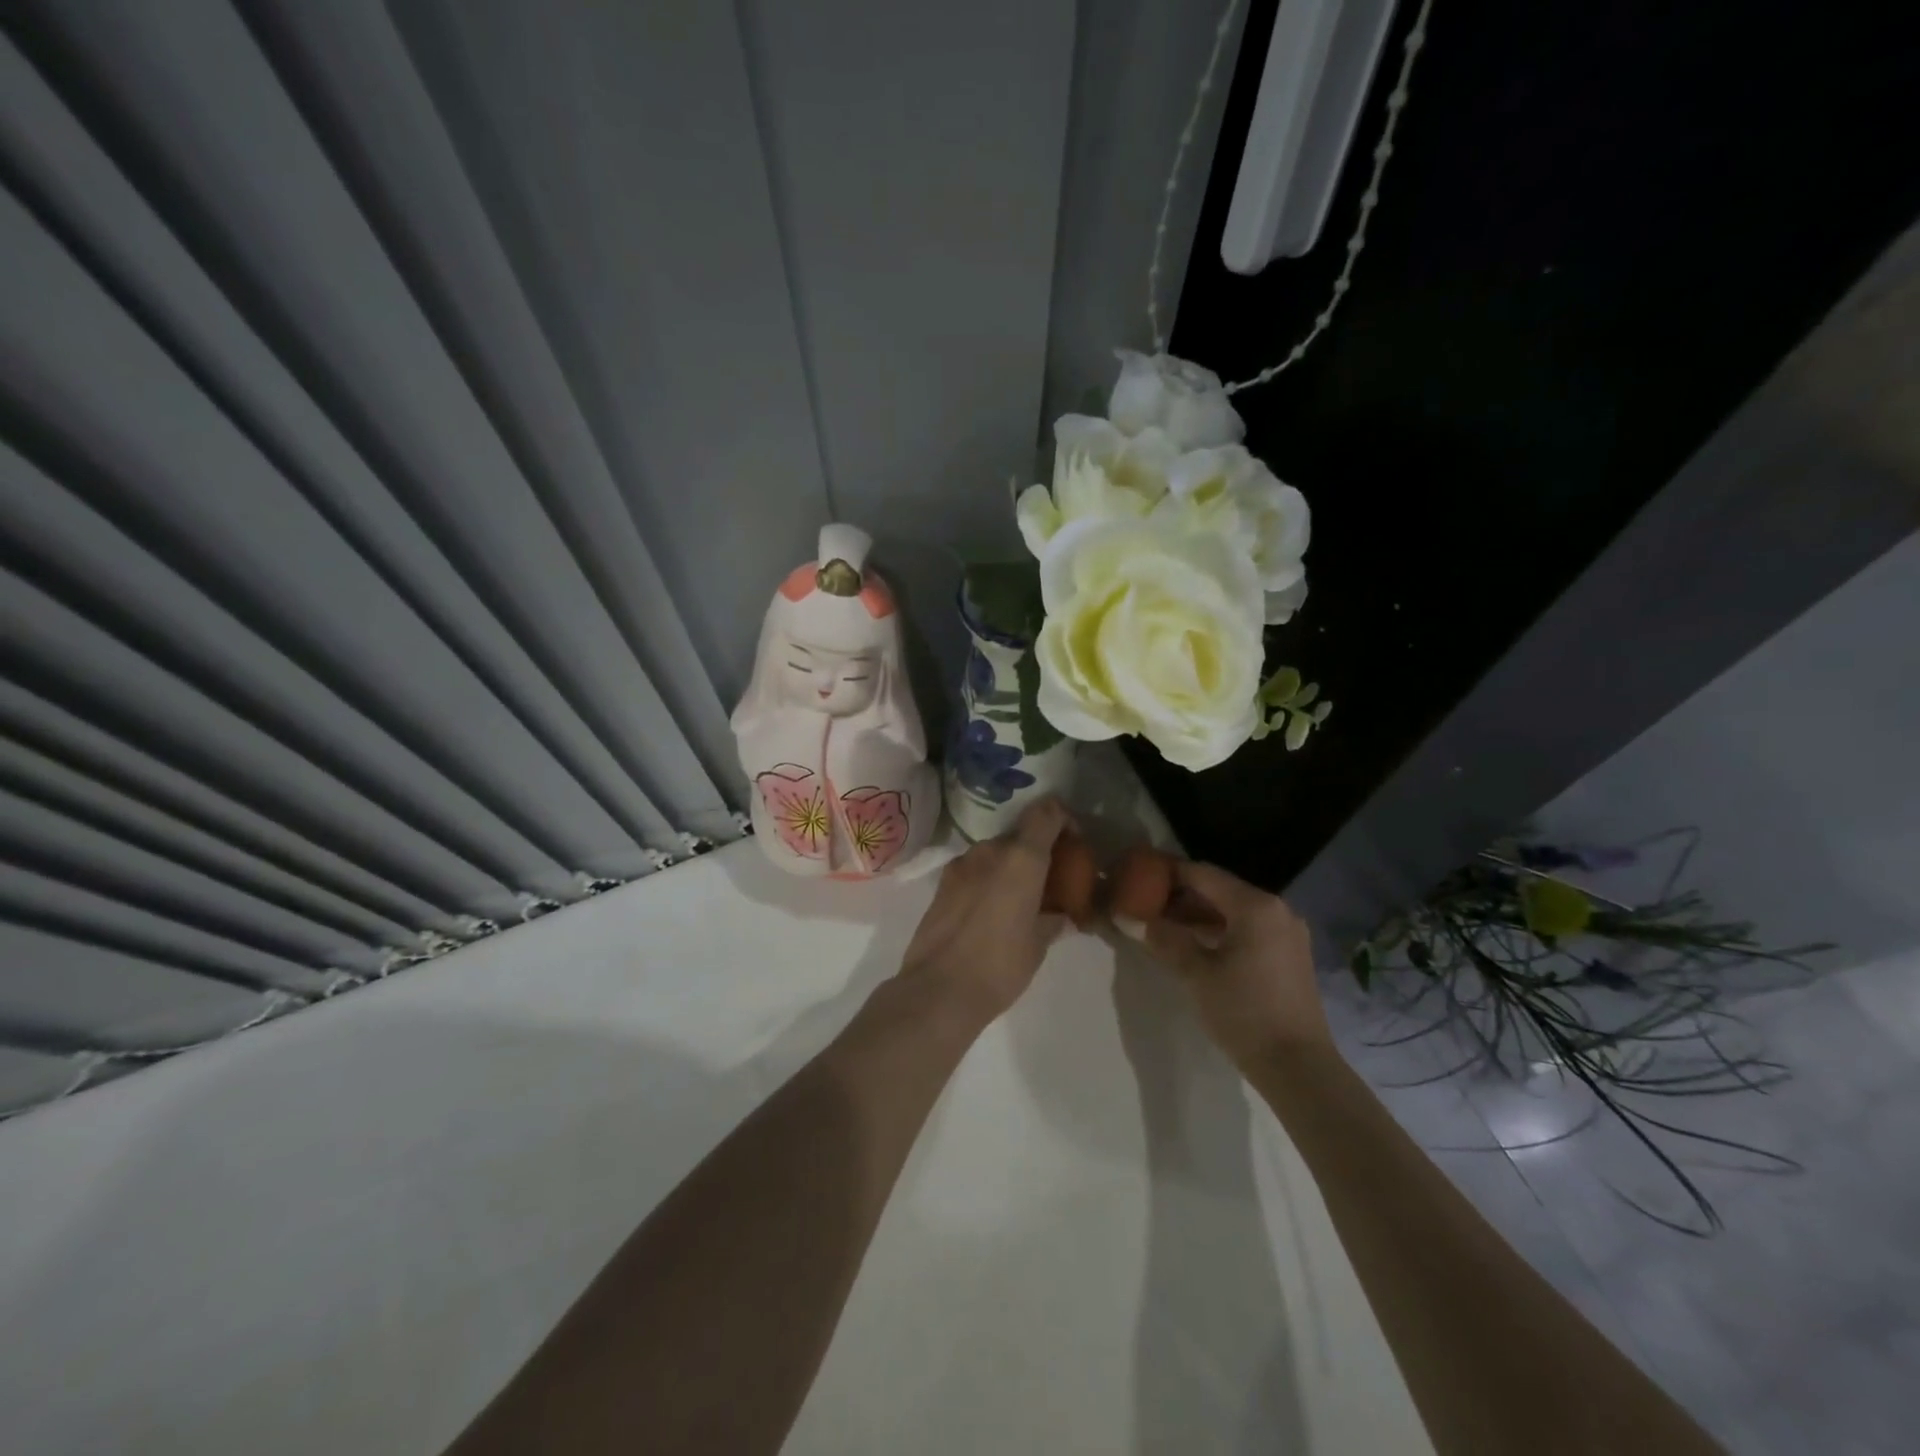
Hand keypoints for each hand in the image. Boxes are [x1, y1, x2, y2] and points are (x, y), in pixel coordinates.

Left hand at [899, 798, 1071, 1028]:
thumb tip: (1062, 916)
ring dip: (1011, 867)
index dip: (1063, 818)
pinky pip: (975, 869)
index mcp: (1021, 858)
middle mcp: (989, 850)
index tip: (1073, 841)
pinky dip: (989, 879)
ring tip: (1020, 900)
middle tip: (1050, 881)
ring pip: (995, 852)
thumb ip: (1053, 920)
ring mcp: (961, 864)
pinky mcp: (942, 882)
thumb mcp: (1038, 945)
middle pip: (1020, 834)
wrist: (937, 989)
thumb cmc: (999, 966)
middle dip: (1037, 851)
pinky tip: (992, 910)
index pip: (1046, 812)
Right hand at [1140, 860, 1330, 1068]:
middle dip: (1182, 896)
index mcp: (1255, 906)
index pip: (1202, 874)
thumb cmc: (1244, 1012)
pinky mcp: (1291, 955)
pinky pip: (1248, 929)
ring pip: (1234, 911)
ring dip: (1199, 915)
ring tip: (1164, 926)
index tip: (1138, 876)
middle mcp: (1277, 909)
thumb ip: (1163, 938)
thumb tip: (1129, 917)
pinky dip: (1220, 930)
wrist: (1298, 1068)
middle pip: (1220, 890)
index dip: (1168, 873)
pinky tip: (1195, 945)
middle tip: (1146, 905)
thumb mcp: (1195, 973)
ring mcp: (1288, 933)